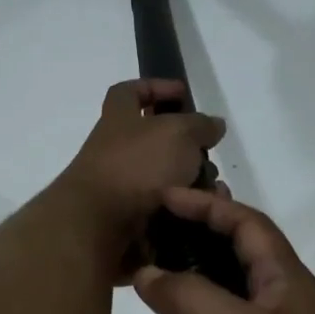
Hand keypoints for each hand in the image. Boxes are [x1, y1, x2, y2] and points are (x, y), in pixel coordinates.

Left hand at [52, 80, 225, 278]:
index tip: (183, 94)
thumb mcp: (178, 132)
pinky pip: (166, 210)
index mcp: (118, 119)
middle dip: (188, 148)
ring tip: (214, 192)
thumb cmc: (137, 166)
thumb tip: (213, 126)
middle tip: (209, 154)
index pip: (130, 92)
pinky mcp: (130, 219)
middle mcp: (116, 151)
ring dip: (193, 183)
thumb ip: (200, 125)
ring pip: (166, 179)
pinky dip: (186, 211)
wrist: (100, 226)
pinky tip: (204, 213)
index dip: (156, 87)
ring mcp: (121, 187)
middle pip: (156, 141)